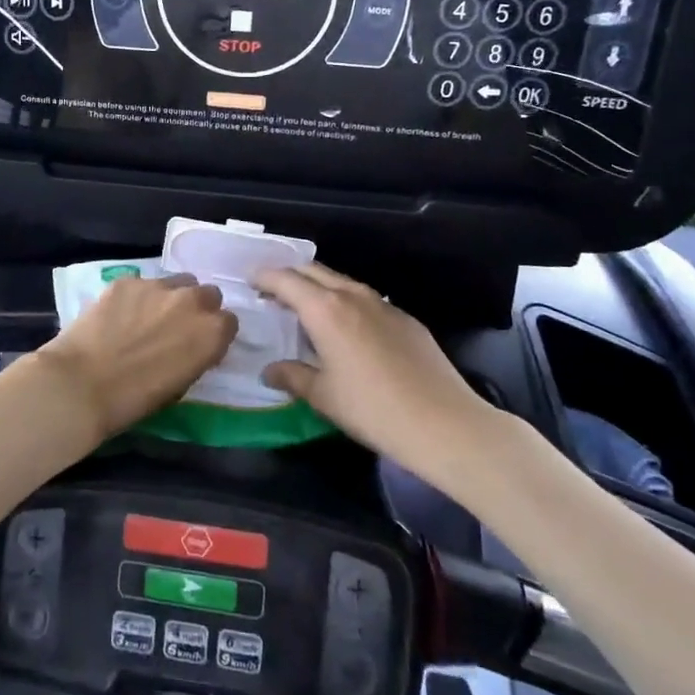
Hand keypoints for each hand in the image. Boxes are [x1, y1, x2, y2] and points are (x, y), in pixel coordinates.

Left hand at [35, 274, 236, 442]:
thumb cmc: (134, 400)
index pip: (228, 322)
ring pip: (176, 282)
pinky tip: (117, 315)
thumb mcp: (180, 385)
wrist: (82, 384)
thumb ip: (195, 356)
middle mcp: (191, 301)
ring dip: (170, 297)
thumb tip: (191, 346)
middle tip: (176, 327)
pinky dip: (136, 297)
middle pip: (207, 294)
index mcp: (211, 332)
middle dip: (197, 308)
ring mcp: (158, 286)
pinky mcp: (127, 280)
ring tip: (146, 317)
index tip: (200, 343)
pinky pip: (141, 284)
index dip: (214, 333)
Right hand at [252, 263, 483, 462]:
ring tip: (305, 307)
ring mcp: (382, 304)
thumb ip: (292, 377)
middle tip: (272, 292)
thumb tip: (269, 371)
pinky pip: (365, 298)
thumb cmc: (373, 409)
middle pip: (313, 271)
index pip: (285, 279)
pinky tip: (347, 328)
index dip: (264, 277)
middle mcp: (352, 296)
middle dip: (288, 276)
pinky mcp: (405, 318)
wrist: (444, 423)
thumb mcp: (323, 397)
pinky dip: (345, 302)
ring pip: (341, 282)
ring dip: (318, 287)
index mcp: (325, 309)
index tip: (250, 280)